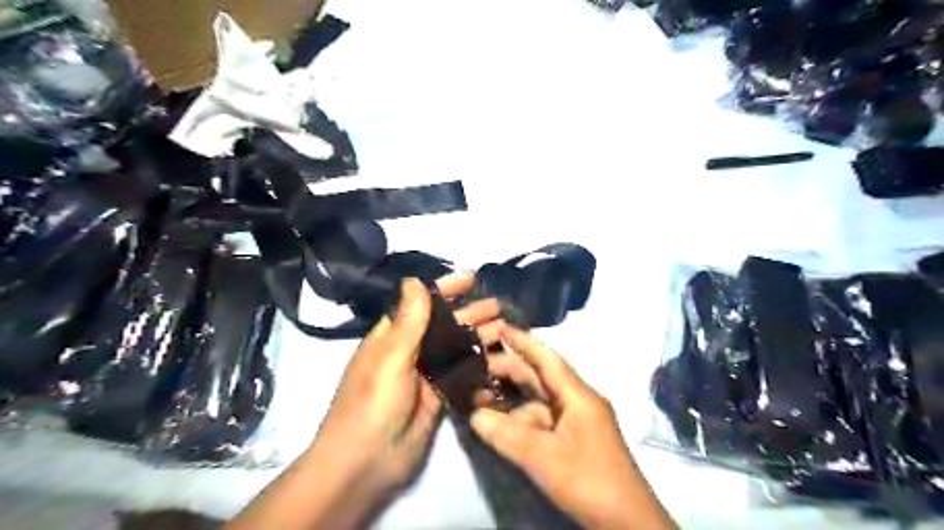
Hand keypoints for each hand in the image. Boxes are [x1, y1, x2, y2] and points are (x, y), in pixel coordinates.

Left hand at [303, 275, 508, 527]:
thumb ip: (408, 320)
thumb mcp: (390, 357)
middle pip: (445, 325)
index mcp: (393, 336)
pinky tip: (498, 361)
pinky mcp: (439, 397)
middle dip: (471, 314)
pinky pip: (461, 376)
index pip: (422, 303)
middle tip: (499, 307)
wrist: (366, 463)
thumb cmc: (373, 402)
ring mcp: (426, 375)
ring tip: (505, 329)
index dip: (446, 289)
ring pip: (456, 349)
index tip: (471, 278)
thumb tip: (413, 279)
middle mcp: (410, 351)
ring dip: (479, 338)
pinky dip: (478, 367)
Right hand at [473, 327, 678, 529]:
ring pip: (539, 402)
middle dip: (510, 370)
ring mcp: (577, 422)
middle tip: (477, 364)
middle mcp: (578, 402)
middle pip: (540, 378)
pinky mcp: (574, 441)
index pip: (547, 359)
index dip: (524, 341)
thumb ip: (506, 435)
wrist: (627, 523)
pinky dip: (522, 420)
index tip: (500, 326)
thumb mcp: (544, 457)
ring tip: (481, 397)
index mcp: (578, 396)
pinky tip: (502, 425)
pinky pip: (543, 421)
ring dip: (513, 399)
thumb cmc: (589, 480)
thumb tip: (475, 415)